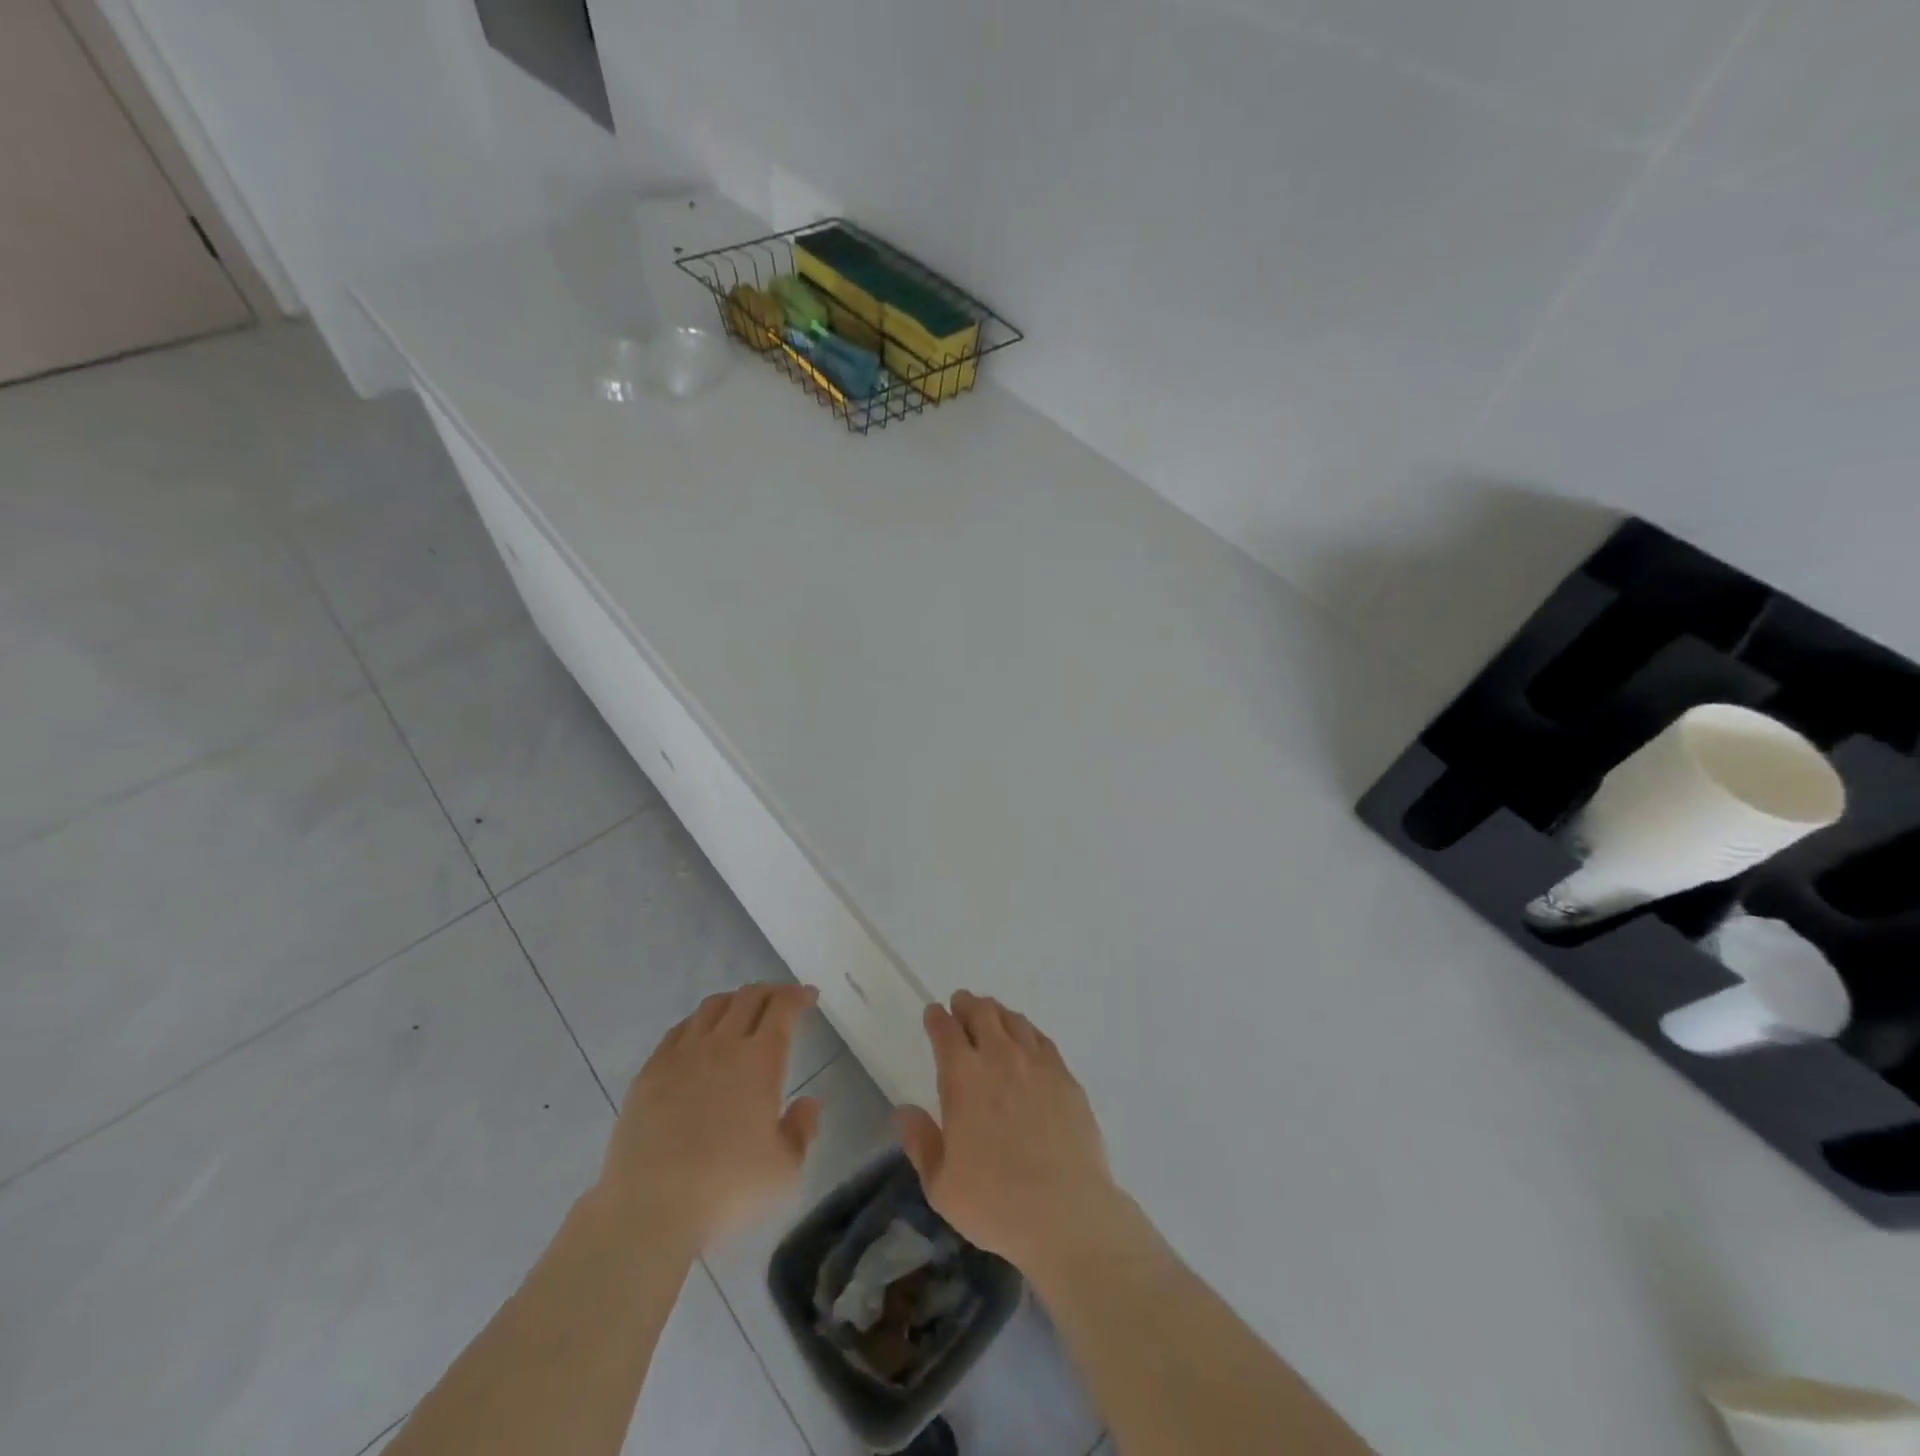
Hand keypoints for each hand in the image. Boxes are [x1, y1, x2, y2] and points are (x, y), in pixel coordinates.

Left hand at [598, 983, 821, 1248]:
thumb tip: (809, 1102)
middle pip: (748, 997)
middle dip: (771, 992)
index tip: (809, 996)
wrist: (650, 1209)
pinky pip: (678, 1030)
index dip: (798, 996)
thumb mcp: (784, 1169)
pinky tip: (700, 1036)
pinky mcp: (650, 1072)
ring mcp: (682, 1055)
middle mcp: (722, 1045)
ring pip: (712, 1007)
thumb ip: (802, 1129)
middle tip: (782, 1001)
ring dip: (735, 1001)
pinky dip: (699, 1022)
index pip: (782, 1008)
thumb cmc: (727, 1189)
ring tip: (743, 1012)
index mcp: (760, 1060)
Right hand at [894, 991, 1120, 1271]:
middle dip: (967, 1004)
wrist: (1067, 1213)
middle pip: (982, 1014)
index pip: (946, 1031)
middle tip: (961, 1003)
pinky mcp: (1066, 1078)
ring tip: (991, 1014)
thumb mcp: (941, 1185)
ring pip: (1014, 1021)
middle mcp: (1000, 1058)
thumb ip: (920, 1142)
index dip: (937, 1018)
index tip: (933, 1013)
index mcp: (963, 1078)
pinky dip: (1027, 1031)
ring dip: (997, 1013)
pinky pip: (1042, 1040)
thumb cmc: (995, 1203)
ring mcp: (1037, 1064)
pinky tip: (1026, 1039)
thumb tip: (903, 1111)